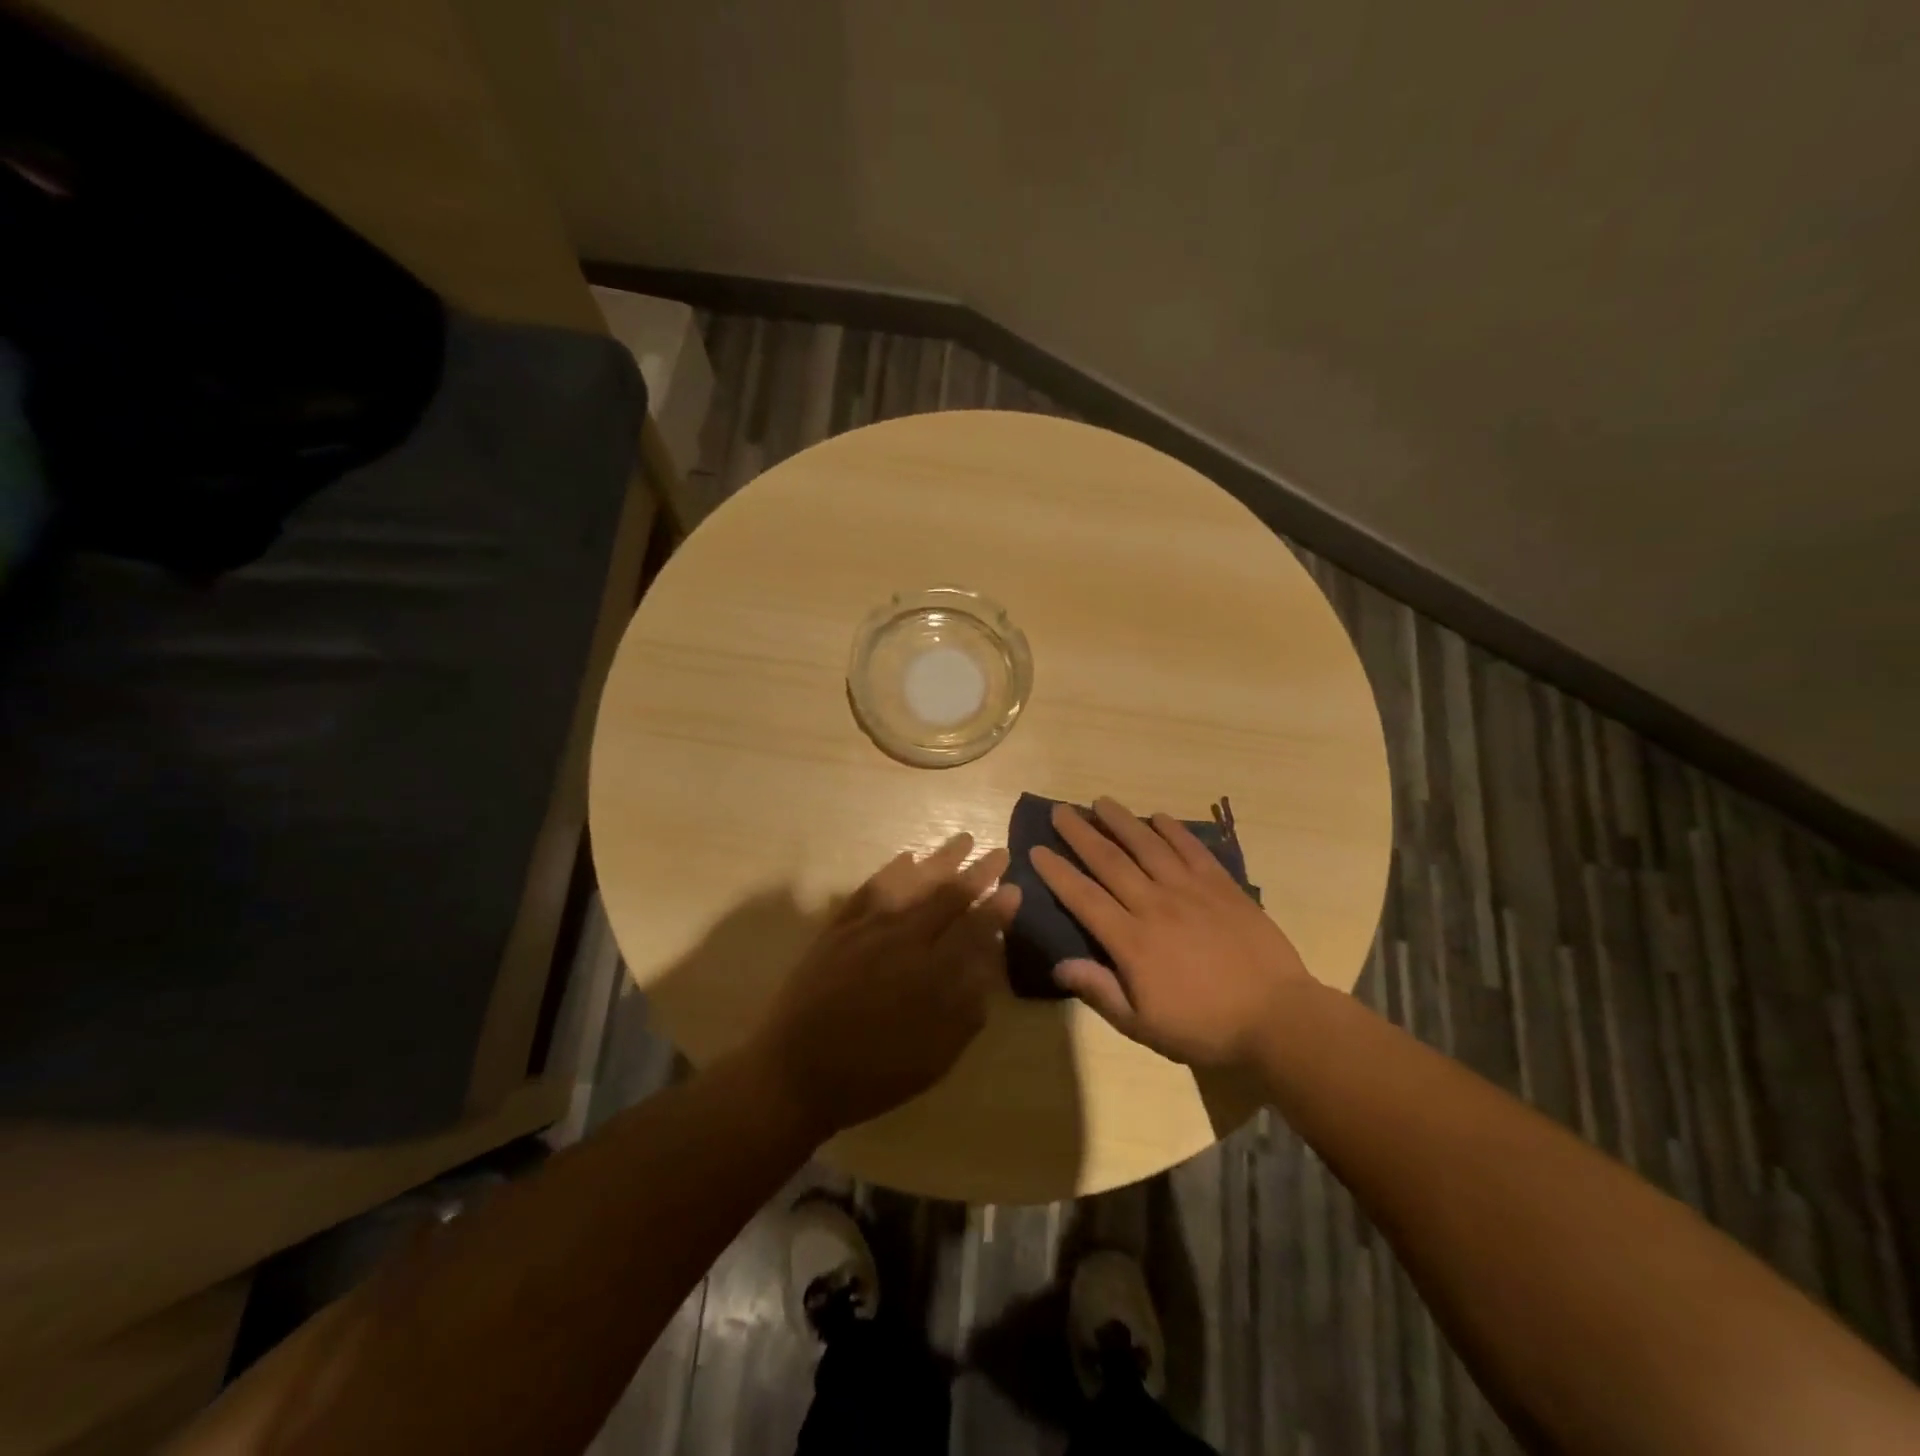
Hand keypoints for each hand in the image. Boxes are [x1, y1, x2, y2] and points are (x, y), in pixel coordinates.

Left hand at [750, 833, 1020, 1138]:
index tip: (1015, 889)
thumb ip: (966, 1007)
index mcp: (931, 973)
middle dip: (977, 872)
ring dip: (940, 860)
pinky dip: (891, 870)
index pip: (974, 928)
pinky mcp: (838, 927)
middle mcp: (903, 939)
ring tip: (962, 841)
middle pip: (947, 896)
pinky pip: (870, 888)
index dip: (997, 908)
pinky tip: (906, 858)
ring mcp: (867, 928)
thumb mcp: (934, 1056)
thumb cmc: (873, 1073)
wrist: (796, 1072)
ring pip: (911, 883)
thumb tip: (988, 964)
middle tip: (999, 852)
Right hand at [1030, 797, 1315, 1069]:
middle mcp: (1154, 905)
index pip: (1083, 897)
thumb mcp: (1143, 1025)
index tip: (1037, 849)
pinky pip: (1192, 849)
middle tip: (1060, 811)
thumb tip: (1059, 965)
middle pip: (1109, 861)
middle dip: (1080, 834)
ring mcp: (1190, 890)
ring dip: (1121, 821)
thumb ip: (1100, 991)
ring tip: (1101, 802)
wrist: (1277, 1017)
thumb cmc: (1204, 1026)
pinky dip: (1173, 830)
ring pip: (1147, 846)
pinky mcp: (1222, 886)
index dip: (1057, 872)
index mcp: (1131, 940)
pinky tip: (1158, 817)